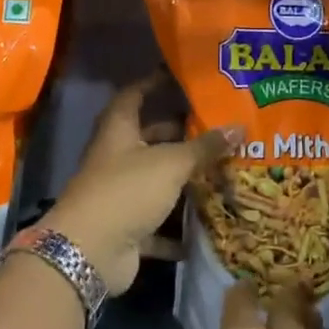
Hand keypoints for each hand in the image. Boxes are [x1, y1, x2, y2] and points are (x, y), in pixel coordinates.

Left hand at [48, 77, 233, 293]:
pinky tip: (205, 226)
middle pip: (148, 138)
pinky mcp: (126, 227)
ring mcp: (119, 195)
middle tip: (214, 128)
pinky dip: (177, 228)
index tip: (178, 77)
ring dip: (181, 180)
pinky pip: (156, 224)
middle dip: (178, 134)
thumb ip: (204, 147)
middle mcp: (116, 158)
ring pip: (155, 181)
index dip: (153, 83)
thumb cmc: (127, 191)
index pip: (133, 95)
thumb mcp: (171, 164)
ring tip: (220, 170)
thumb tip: (240, 127)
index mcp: (118, 131)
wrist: (89, 252)